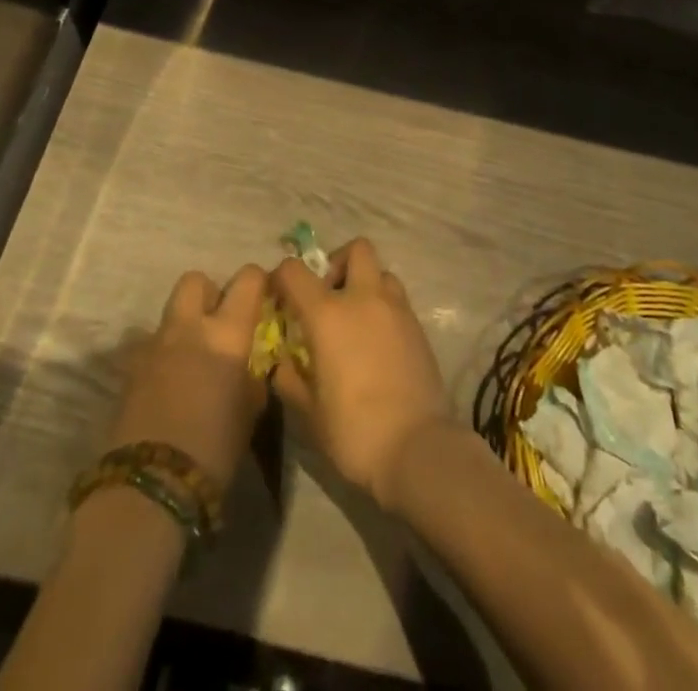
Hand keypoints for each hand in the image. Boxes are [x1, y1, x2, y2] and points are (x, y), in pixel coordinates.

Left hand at [106, 265, 268, 490]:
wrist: (150, 486)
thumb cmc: (214, 448)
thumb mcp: (251, 411)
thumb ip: (253, 375)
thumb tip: (252, 362)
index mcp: (226, 332)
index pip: (248, 279)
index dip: (258, 282)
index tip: (264, 297)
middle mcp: (189, 327)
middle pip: (196, 281)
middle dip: (210, 293)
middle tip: (220, 323)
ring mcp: (153, 345)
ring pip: (169, 314)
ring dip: (183, 327)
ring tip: (192, 360)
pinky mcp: (128, 370)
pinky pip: (148, 347)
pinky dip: (161, 357)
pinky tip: (167, 386)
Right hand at [270, 239, 449, 513]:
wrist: (417, 448)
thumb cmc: (353, 431)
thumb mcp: (308, 412)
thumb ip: (290, 378)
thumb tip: (282, 363)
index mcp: (328, 314)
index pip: (295, 271)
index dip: (282, 277)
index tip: (279, 298)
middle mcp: (364, 298)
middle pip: (356, 249)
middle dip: (338, 263)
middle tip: (328, 297)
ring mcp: (397, 309)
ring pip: (381, 272)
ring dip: (366, 284)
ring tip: (357, 320)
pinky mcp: (418, 326)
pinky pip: (397, 300)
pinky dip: (383, 308)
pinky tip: (377, 343)